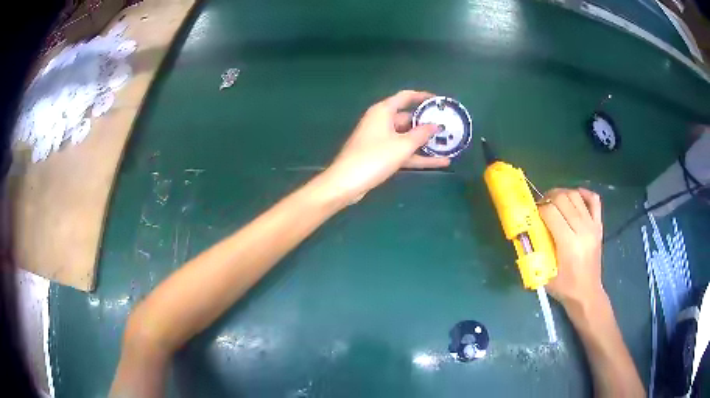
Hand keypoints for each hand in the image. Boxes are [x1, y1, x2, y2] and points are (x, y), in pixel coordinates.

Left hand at [320, 90, 449, 203]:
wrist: (346, 182)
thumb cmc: (374, 157)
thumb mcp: (402, 145)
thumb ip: (421, 134)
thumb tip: (435, 125)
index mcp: (383, 111)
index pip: (406, 97)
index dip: (423, 96)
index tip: (439, 101)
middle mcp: (381, 121)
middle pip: (408, 118)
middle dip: (427, 124)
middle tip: (448, 127)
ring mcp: (381, 139)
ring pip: (407, 137)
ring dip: (425, 143)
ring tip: (448, 145)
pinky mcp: (381, 155)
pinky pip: (403, 151)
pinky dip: (418, 156)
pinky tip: (439, 162)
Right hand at [538, 188, 605, 308]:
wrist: (587, 294)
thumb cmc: (564, 287)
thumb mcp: (544, 274)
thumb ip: (535, 252)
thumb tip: (525, 232)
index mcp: (568, 244)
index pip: (551, 212)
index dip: (539, 209)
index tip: (533, 214)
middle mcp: (582, 230)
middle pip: (563, 199)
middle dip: (549, 198)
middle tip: (541, 206)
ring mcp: (592, 226)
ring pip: (576, 196)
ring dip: (563, 193)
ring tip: (554, 202)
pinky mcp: (598, 226)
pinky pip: (594, 200)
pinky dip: (584, 193)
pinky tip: (575, 196)